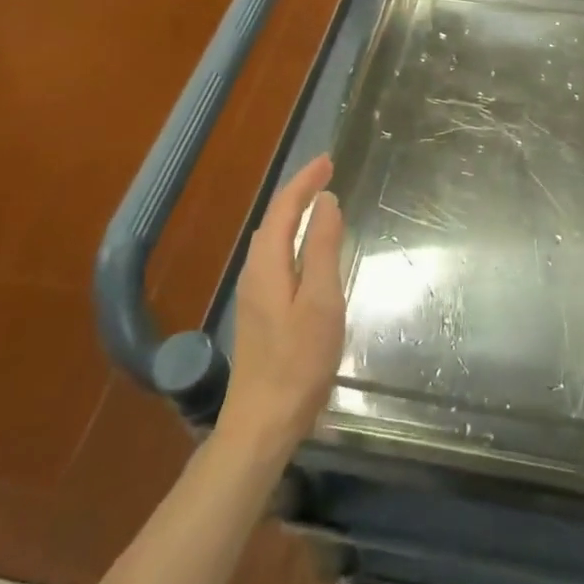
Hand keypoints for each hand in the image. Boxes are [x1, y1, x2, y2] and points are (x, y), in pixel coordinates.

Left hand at [217, 155, 346, 453]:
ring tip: (319, 200)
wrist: (262, 423)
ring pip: (272, 238)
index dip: (305, 181)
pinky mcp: (260, 312)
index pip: (284, 208)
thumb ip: (323, 248)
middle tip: (327, 173)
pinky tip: (307, 248)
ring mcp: (254, 294)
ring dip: (293, 213)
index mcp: (268, 265)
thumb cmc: (298, 361)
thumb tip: (326, 202)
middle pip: (274, 219)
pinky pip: (275, 256)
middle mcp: (255, 272)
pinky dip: (291, 236)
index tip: (328, 160)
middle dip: (298, 191)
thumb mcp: (321, 301)